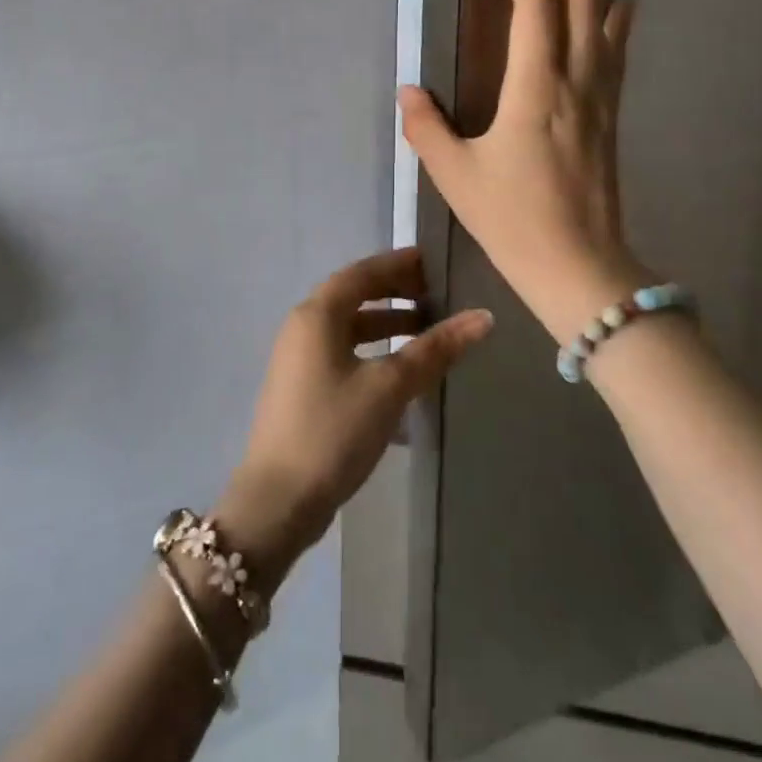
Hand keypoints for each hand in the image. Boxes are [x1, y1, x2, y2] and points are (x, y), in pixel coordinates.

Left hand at [216, 248, 492, 589]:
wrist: (278, 500)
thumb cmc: (333, 431)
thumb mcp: (389, 387)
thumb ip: (434, 349)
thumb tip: (483, 317)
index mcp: (317, 315)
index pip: (362, 273)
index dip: (398, 264)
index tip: (434, 261)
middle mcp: (303, 327)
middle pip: (354, 296)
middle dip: (395, 293)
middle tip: (437, 295)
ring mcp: (299, 359)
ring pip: (349, 327)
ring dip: (386, 324)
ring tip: (428, 331)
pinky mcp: (303, 388)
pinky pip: (343, 352)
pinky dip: (374, 350)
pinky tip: (402, 371)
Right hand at [398, 0, 645, 343]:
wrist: (581, 266)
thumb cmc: (514, 221)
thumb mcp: (456, 176)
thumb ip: (427, 128)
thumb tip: (409, 92)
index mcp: (536, 88)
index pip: (535, 4)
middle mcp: (576, 79)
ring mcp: (600, 95)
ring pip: (602, 15)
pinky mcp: (610, 113)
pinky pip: (615, 50)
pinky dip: (613, 16)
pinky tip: (616, 1)